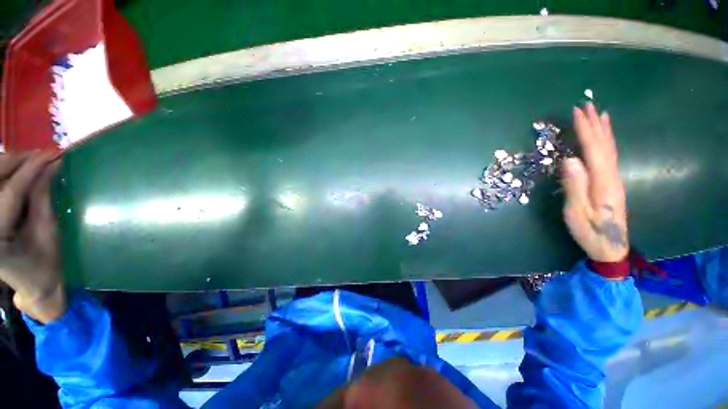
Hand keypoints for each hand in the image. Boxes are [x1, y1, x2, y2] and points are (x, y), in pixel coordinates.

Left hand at [0, 152, 64, 322]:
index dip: (30, 170)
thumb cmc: (45, 263)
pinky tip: (21, 172)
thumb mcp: (48, 232)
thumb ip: (43, 197)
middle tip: (41, 154)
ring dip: (10, 166)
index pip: (10, 193)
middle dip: (14, 162)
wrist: (33, 282)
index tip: (52, 154)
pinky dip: (6, 175)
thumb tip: (52, 166)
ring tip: (34, 161)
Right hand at [562, 103, 627, 262]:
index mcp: (602, 182)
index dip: (585, 130)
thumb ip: (574, 186)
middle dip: (595, 124)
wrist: (611, 247)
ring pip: (610, 149)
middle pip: (604, 145)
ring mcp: (614, 179)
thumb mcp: (576, 212)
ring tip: (600, 113)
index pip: (594, 150)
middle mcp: (612, 176)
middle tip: (587, 105)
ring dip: (603, 130)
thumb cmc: (589, 231)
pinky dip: (608, 143)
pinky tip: (605, 137)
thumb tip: (570, 160)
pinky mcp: (612, 183)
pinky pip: (610, 157)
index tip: (577, 112)